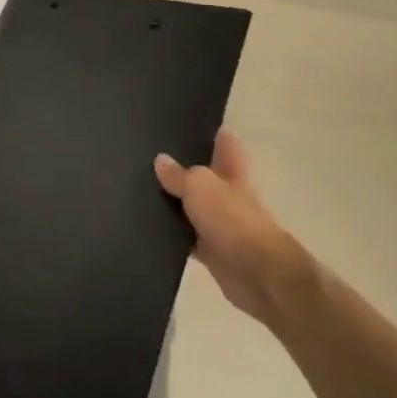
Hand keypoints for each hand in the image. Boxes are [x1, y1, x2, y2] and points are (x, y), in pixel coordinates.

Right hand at [155, 130, 310, 323]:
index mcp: (233, 172)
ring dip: (173, 202)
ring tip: (138, 188)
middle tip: (150, 154)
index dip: (214, 133)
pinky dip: (170, 234)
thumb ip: (180, 174)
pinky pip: (185, 237)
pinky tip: (146, 227)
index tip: (192, 123)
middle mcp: (228, 195)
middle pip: (205, 176)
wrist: (257, 274)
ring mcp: (220, 225)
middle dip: (184, 167)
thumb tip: (160, 160)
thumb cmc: (233, 220)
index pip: (226, 145)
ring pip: (192, 207)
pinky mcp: (211, 252)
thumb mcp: (201, 186)